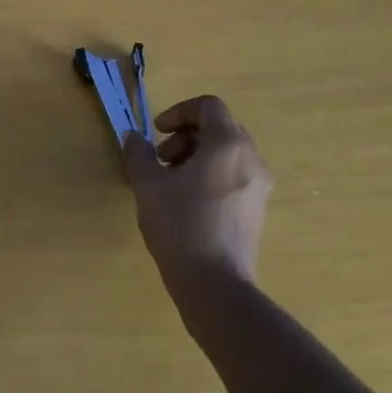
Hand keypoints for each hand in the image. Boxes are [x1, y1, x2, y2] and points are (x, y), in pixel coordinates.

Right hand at [121, 95, 270, 286]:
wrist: (215, 286)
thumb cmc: (180, 226)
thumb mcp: (148, 185)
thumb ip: (138, 153)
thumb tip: (133, 137)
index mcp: (227, 145)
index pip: (208, 106)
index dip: (179, 112)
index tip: (158, 133)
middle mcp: (250, 159)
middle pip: (218, 128)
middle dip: (185, 136)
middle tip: (161, 160)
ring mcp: (259, 186)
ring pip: (226, 152)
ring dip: (195, 156)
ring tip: (171, 183)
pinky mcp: (257, 209)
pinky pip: (233, 174)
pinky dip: (210, 174)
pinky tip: (188, 202)